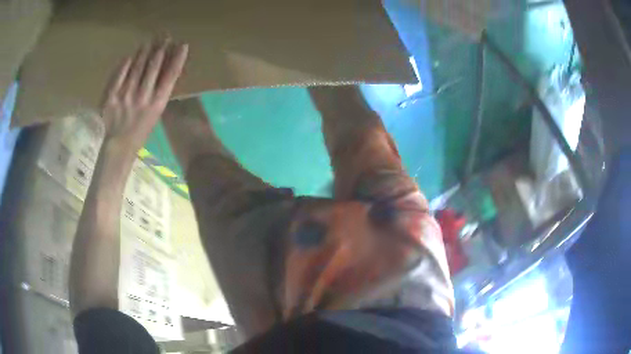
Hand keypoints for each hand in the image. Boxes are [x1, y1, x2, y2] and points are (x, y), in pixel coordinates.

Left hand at [100, 37, 188, 153]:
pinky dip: (125, 63)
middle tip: (164, 37)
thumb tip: (165, 66)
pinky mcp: (111, 97)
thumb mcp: (156, 112)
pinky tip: (130, 56)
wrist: (119, 145)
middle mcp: (143, 97)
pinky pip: (119, 74)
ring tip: (149, 43)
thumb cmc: (141, 129)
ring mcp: (126, 96)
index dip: (177, 58)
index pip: (171, 75)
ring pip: (137, 66)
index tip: (182, 44)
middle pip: (154, 66)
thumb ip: (160, 91)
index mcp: (157, 103)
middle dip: (160, 49)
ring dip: (144, 52)